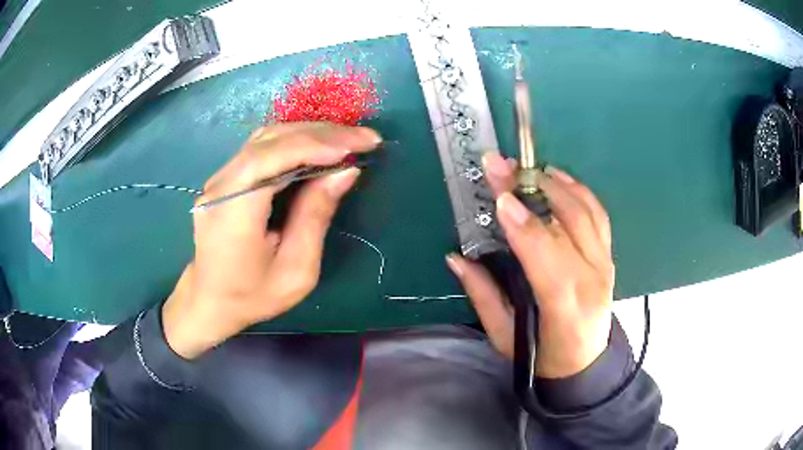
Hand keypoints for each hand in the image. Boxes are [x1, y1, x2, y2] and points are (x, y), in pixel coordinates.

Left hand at [162, 123, 381, 358]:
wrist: (211, 300)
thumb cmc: (253, 295)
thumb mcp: (296, 270)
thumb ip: (316, 216)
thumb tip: (345, 171)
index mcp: (233, 212)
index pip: (270, 158)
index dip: (314, 145)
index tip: (355, 146)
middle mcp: (220, 185)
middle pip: (271, 140)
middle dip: (322, 134)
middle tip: (365, 138)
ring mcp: (219, 178)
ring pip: (267, 138)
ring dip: (310, 134)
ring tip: (348, 140)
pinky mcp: (225, 178)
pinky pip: (261, 148)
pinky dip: (295, 142)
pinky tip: (318, 147)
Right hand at [446, 153, 613, 378]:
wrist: (585, 362)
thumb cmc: (541, 355)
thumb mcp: (503, 336)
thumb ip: (482, 295)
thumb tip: (456, 257)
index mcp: (565, 306)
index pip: (547, 256)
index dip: (524, 225)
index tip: (500, 198)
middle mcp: (592, 279)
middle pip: (568, 223)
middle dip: (533, 188)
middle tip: (502, 165)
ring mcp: (605, 264)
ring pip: (586, 212)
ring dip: (557, 184)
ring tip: (527, 168)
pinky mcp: (609, 256)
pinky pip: (598, 215)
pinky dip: (579, 191)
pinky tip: (558, 178)